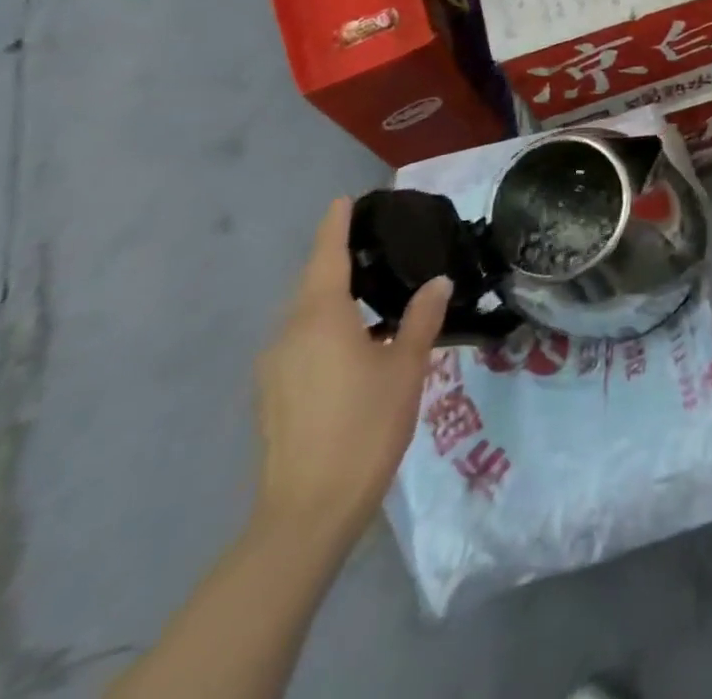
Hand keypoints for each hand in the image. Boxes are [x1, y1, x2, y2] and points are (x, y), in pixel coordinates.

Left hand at [253, 198, 450, 543]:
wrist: (307, 511)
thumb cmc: (365, 425)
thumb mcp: (406, 366)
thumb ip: (421, 318)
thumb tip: (438, 281)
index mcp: (320, 319)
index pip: (326, 257)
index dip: (335, 226)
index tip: (344, 200)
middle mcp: (288, 334)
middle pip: (313, 285)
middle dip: (338, 261)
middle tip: (377, 245)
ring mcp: (274, 368)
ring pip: (305, 316)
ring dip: (335, 298)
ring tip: (375, 294)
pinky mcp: (273, 395)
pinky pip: (301, 343)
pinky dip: (326, 328)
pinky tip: (357, 343)